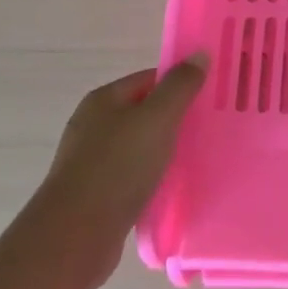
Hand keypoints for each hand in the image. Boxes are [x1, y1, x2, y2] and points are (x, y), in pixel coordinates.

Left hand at [27, 57, 206, 288]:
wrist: (76, 235)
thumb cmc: (118, 167)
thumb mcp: (156, 119)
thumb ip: (180, 87)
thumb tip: (200, 54)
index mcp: (104, 99)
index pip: (150, 79)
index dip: (181, 85)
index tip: (211, 99)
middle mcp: (93, 124)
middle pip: (144, 112)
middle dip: (176, 120)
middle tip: (210, 130)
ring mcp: (91, 160)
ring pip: (139, 146)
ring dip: (165, 151)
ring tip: (197, 160)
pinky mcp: (96, 193)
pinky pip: (132, 175)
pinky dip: (152, 178)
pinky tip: (172, 189)